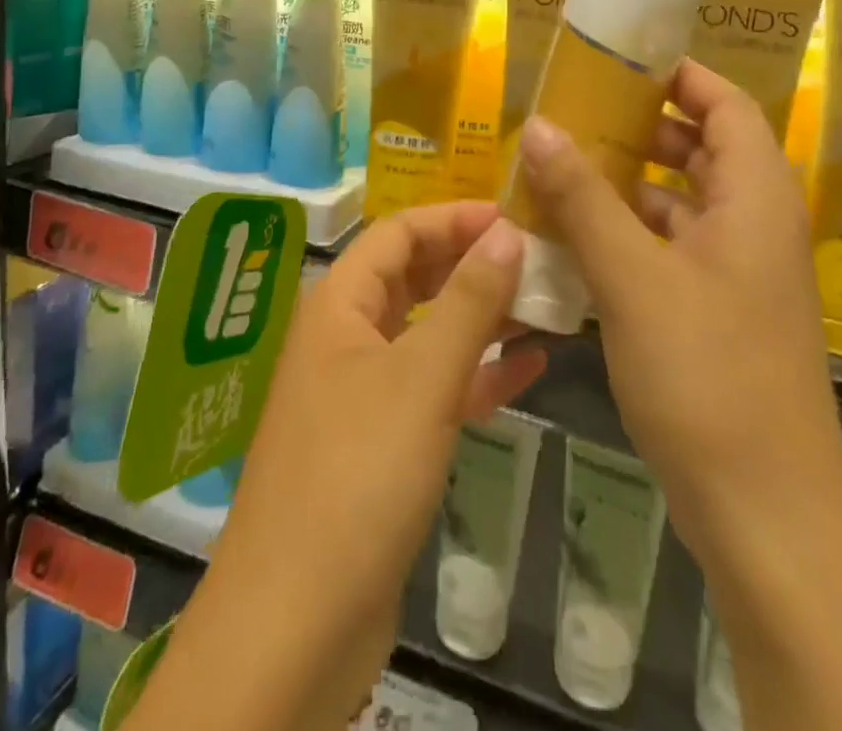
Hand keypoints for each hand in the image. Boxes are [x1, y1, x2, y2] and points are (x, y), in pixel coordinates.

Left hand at [148, 203, 545, 730]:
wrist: (296, 624)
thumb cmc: (357, 476)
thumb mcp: (422, 378)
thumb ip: (468, 302)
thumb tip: (508, 232)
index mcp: (340, 304)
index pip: (399, 232)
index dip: (454, 218)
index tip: (516, 217)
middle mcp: (346, 335)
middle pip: (413, 276)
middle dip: (471, 262)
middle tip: (538, 257)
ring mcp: (363, 389)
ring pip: (428, 331)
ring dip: (481, 316)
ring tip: (546, 304)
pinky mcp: (382, 441)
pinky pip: (434, 386)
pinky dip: (478, 372)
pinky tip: (531, 368)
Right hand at [514, 61, 841, 555]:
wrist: (767, 517)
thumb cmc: (707, 377)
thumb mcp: (633, 277)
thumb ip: (583, 198)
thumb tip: (540, 127)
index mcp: (756, 199)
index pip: (726, 104)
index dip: (679, 74)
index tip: (616, 59)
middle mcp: (755, 226)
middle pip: (703, 148)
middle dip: (642, 124)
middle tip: (575, 110)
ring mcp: (739, 274)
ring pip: (683, 201)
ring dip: (628, 181)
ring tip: (563, 166)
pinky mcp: (718, 313)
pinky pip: (671, 247)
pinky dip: (630, 231)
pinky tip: (576, 236)